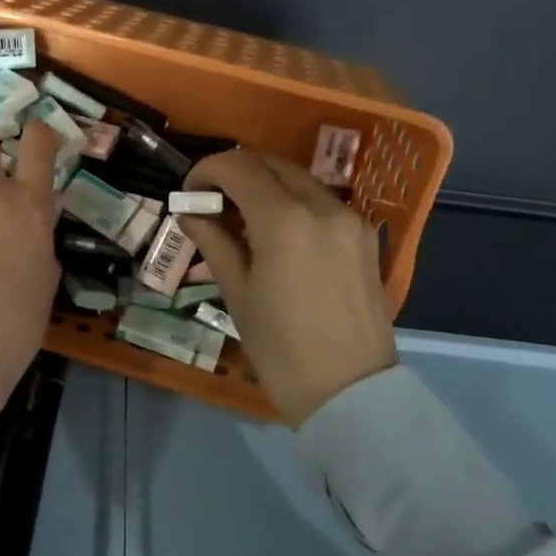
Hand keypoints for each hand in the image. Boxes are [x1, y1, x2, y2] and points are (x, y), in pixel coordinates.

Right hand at [176, 150, 397, 426]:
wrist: (350, 391)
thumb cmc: (280, 348)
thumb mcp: (237, 294)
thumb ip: (214, 242)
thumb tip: (191, 214)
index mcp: (284, 219)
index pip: (237, 167)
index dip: (206, 170)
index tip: (190, 191)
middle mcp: (322, 205)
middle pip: (270, 163)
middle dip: (236, 171)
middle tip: (212, 200)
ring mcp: (350, 219)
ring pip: (299, 179)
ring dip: (265, 184)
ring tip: (243, 218)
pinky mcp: (365, 236)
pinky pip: (321, 202)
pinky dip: (293, 202)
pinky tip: (279, 234)